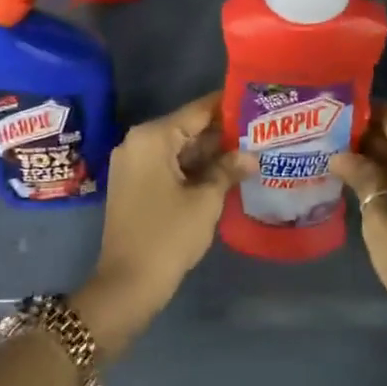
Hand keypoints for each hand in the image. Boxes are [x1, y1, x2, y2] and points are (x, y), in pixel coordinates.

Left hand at [74, 93, 250, 360]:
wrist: (127, 285)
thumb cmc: (168, 236)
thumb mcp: (205, 201)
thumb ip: (228, 170)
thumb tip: (251, 156)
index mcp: (152, 137)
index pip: (196, 111)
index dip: (226, 106)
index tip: (254, 100)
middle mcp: (138, 142)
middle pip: (187, 128)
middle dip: (222, 132)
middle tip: (259, 130)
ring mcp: (133, 164)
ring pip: (179, 149)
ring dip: (210, 153)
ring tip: (250, 150)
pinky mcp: (134, 185)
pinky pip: (168, 165)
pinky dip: (193, 168)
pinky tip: (225, 173)